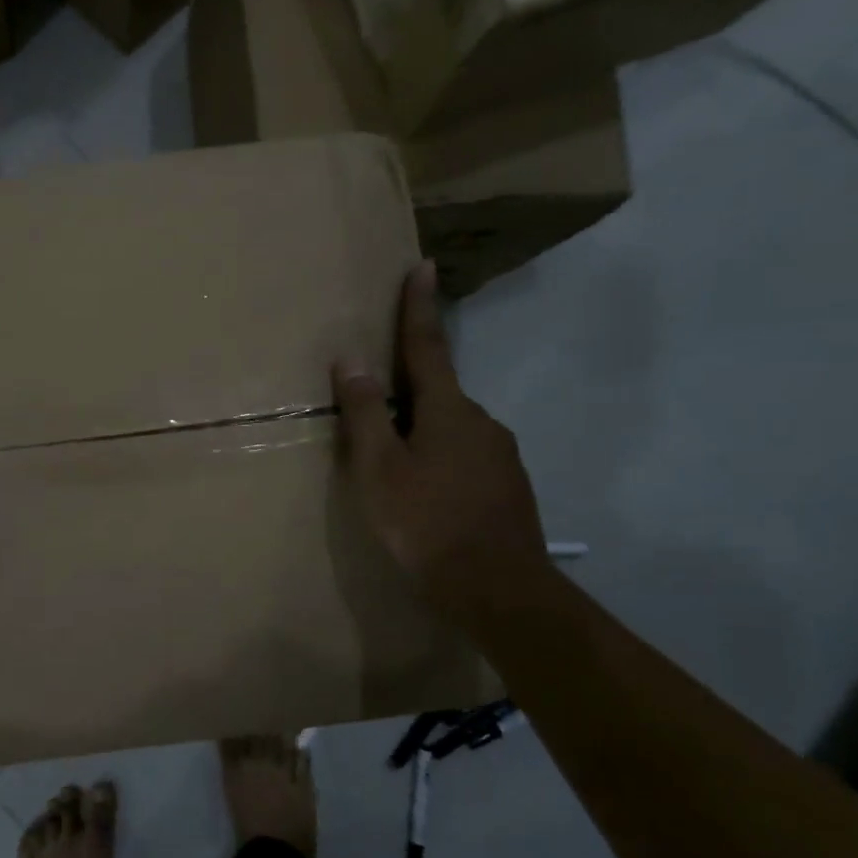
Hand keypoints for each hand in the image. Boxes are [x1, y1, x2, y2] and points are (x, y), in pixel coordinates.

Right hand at [332, 262, 549, 627]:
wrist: (500, 592)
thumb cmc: (427, 525)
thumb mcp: (380, 470)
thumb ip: (365, 414)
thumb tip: (350, 361)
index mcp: (448, 410)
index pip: (427, 346)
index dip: (419, 307)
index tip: (423, 266)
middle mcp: (481, 422)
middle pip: (436, 393)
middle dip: (407, 390)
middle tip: (374, 405)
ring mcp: (500, 456)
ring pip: (450, 429)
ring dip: (420, 432)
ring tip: (392, 466)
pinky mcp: (507, 487)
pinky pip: (463, 456)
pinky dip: (437, 460)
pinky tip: (423, 495)